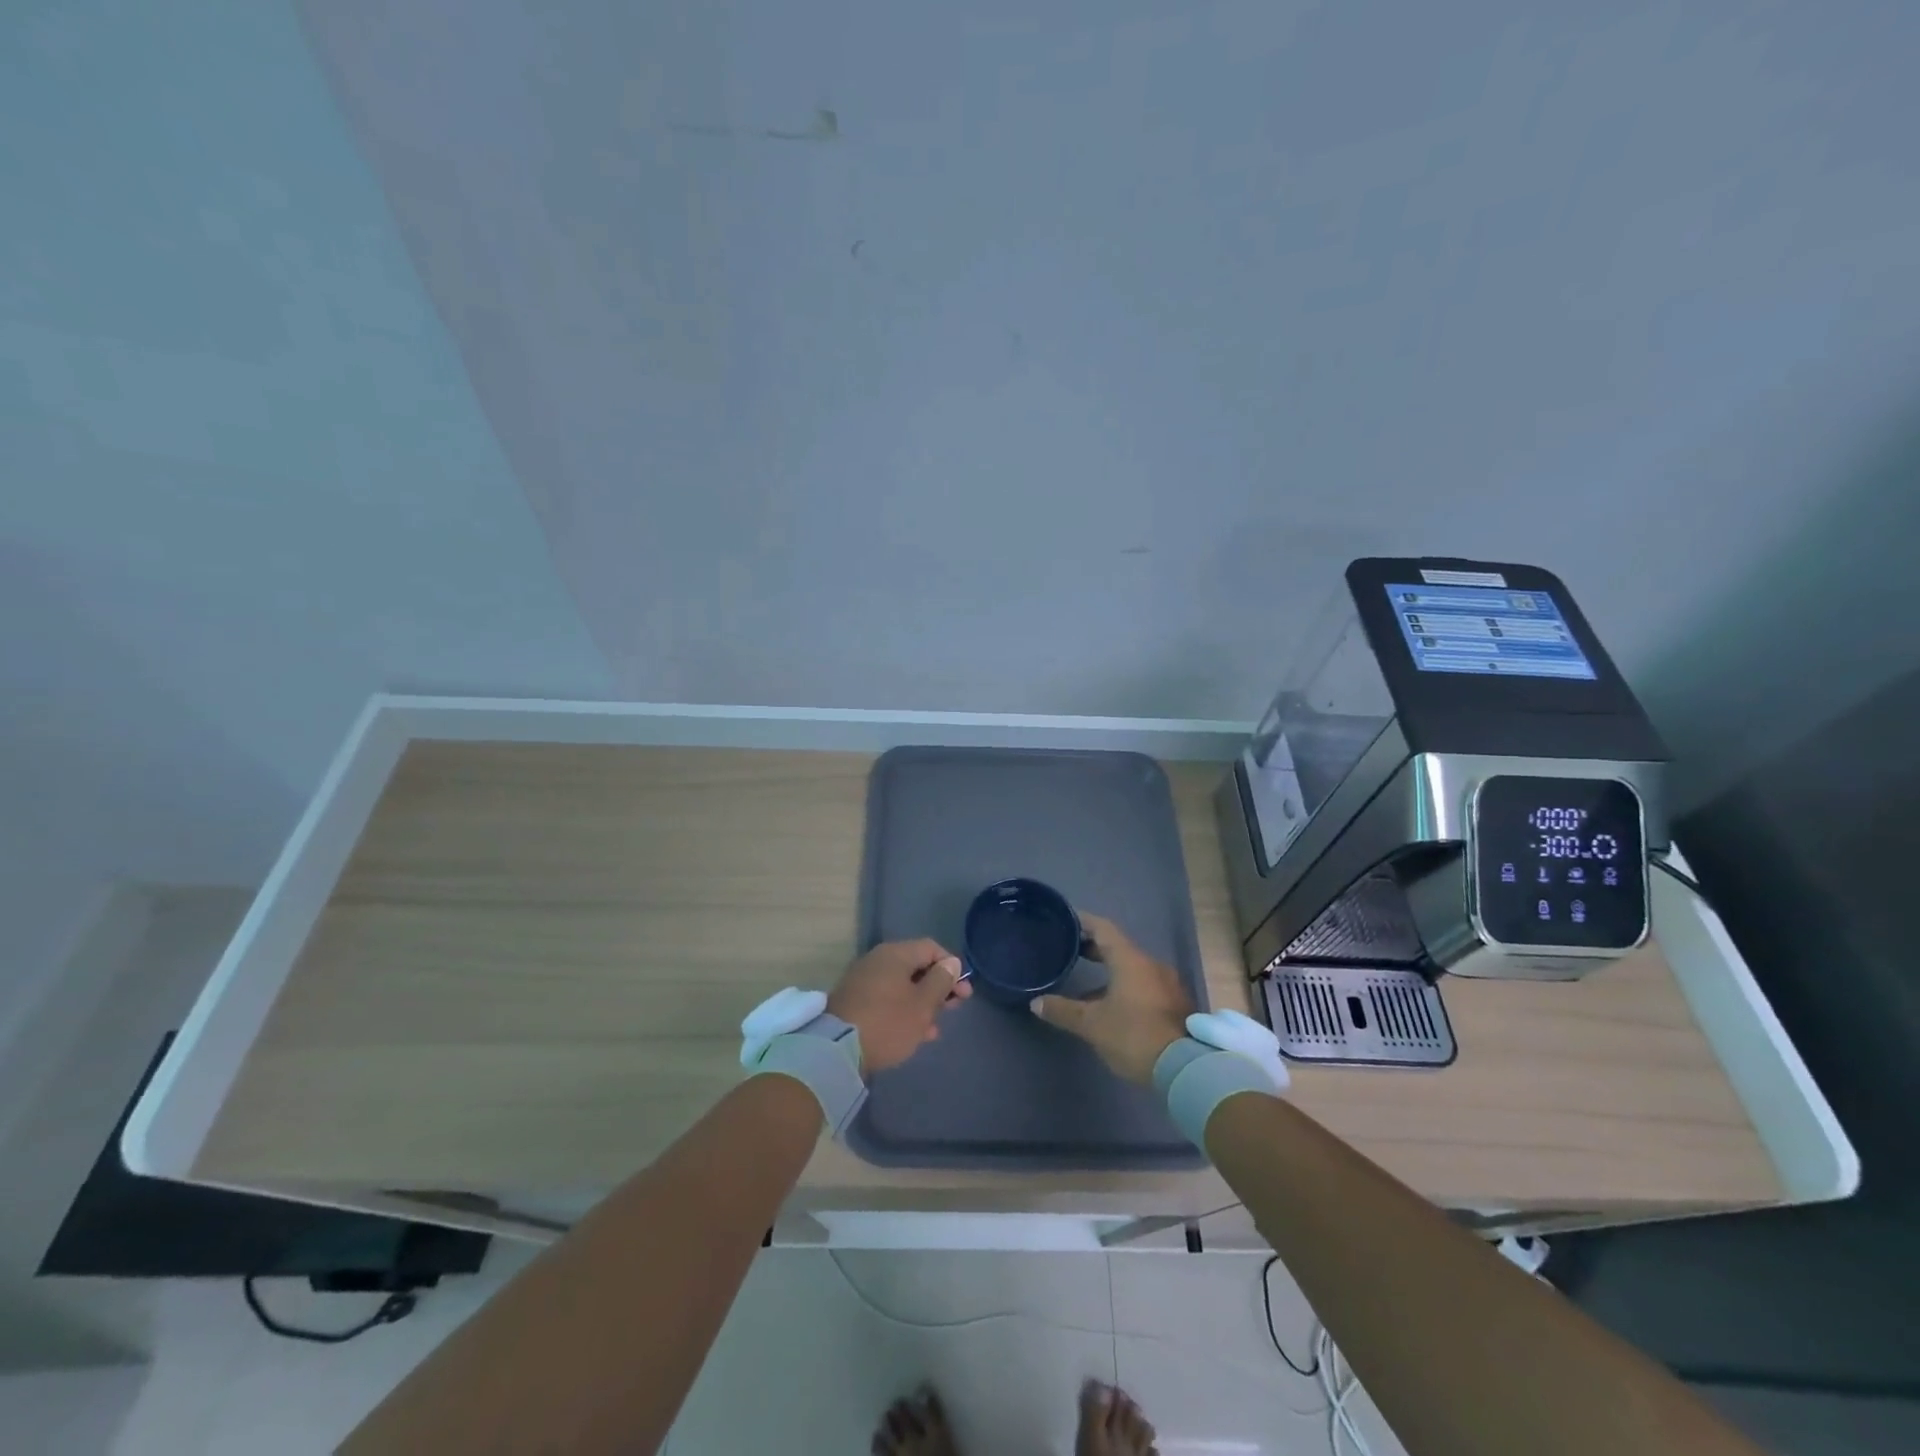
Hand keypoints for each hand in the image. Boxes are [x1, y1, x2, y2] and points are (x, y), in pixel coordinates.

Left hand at [827, 939, 969, 1075]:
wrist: (836, 1050)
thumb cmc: (888, 1022)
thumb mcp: (922, 1004)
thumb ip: (940, 981)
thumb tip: (951, 962)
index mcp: (895, 954)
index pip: (931, 948)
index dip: (951, 966)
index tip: (963, 991)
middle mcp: (878, 960)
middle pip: (916, 967)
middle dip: (938, 987)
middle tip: (955, 1007)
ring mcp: (863, 981)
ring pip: (902, 986)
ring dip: (922, 1003)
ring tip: (935, 1027)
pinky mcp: (854, 1002)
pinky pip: (887, 999)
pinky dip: (903, 1011)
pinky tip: (915, 1033)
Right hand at [1031, 913, 1191, 1083]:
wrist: (1186, 1068)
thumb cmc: (1134, 1035)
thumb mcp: (1092, 1024)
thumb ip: (1063, 1010)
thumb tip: (1037, 1002)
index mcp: (1130, 960)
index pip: (1103, 928)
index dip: (1083, 921)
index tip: (1065, 920)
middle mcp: (1151, 964)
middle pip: (1118, 947)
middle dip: (1094, 949)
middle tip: (1070, 952)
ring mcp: (1167, 984)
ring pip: (1132, 969)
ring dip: (1109, 972)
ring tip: (1086, 985)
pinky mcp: (1175, 1004)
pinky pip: (1144, 986)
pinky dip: (1124, 987)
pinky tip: (1111, 1007)